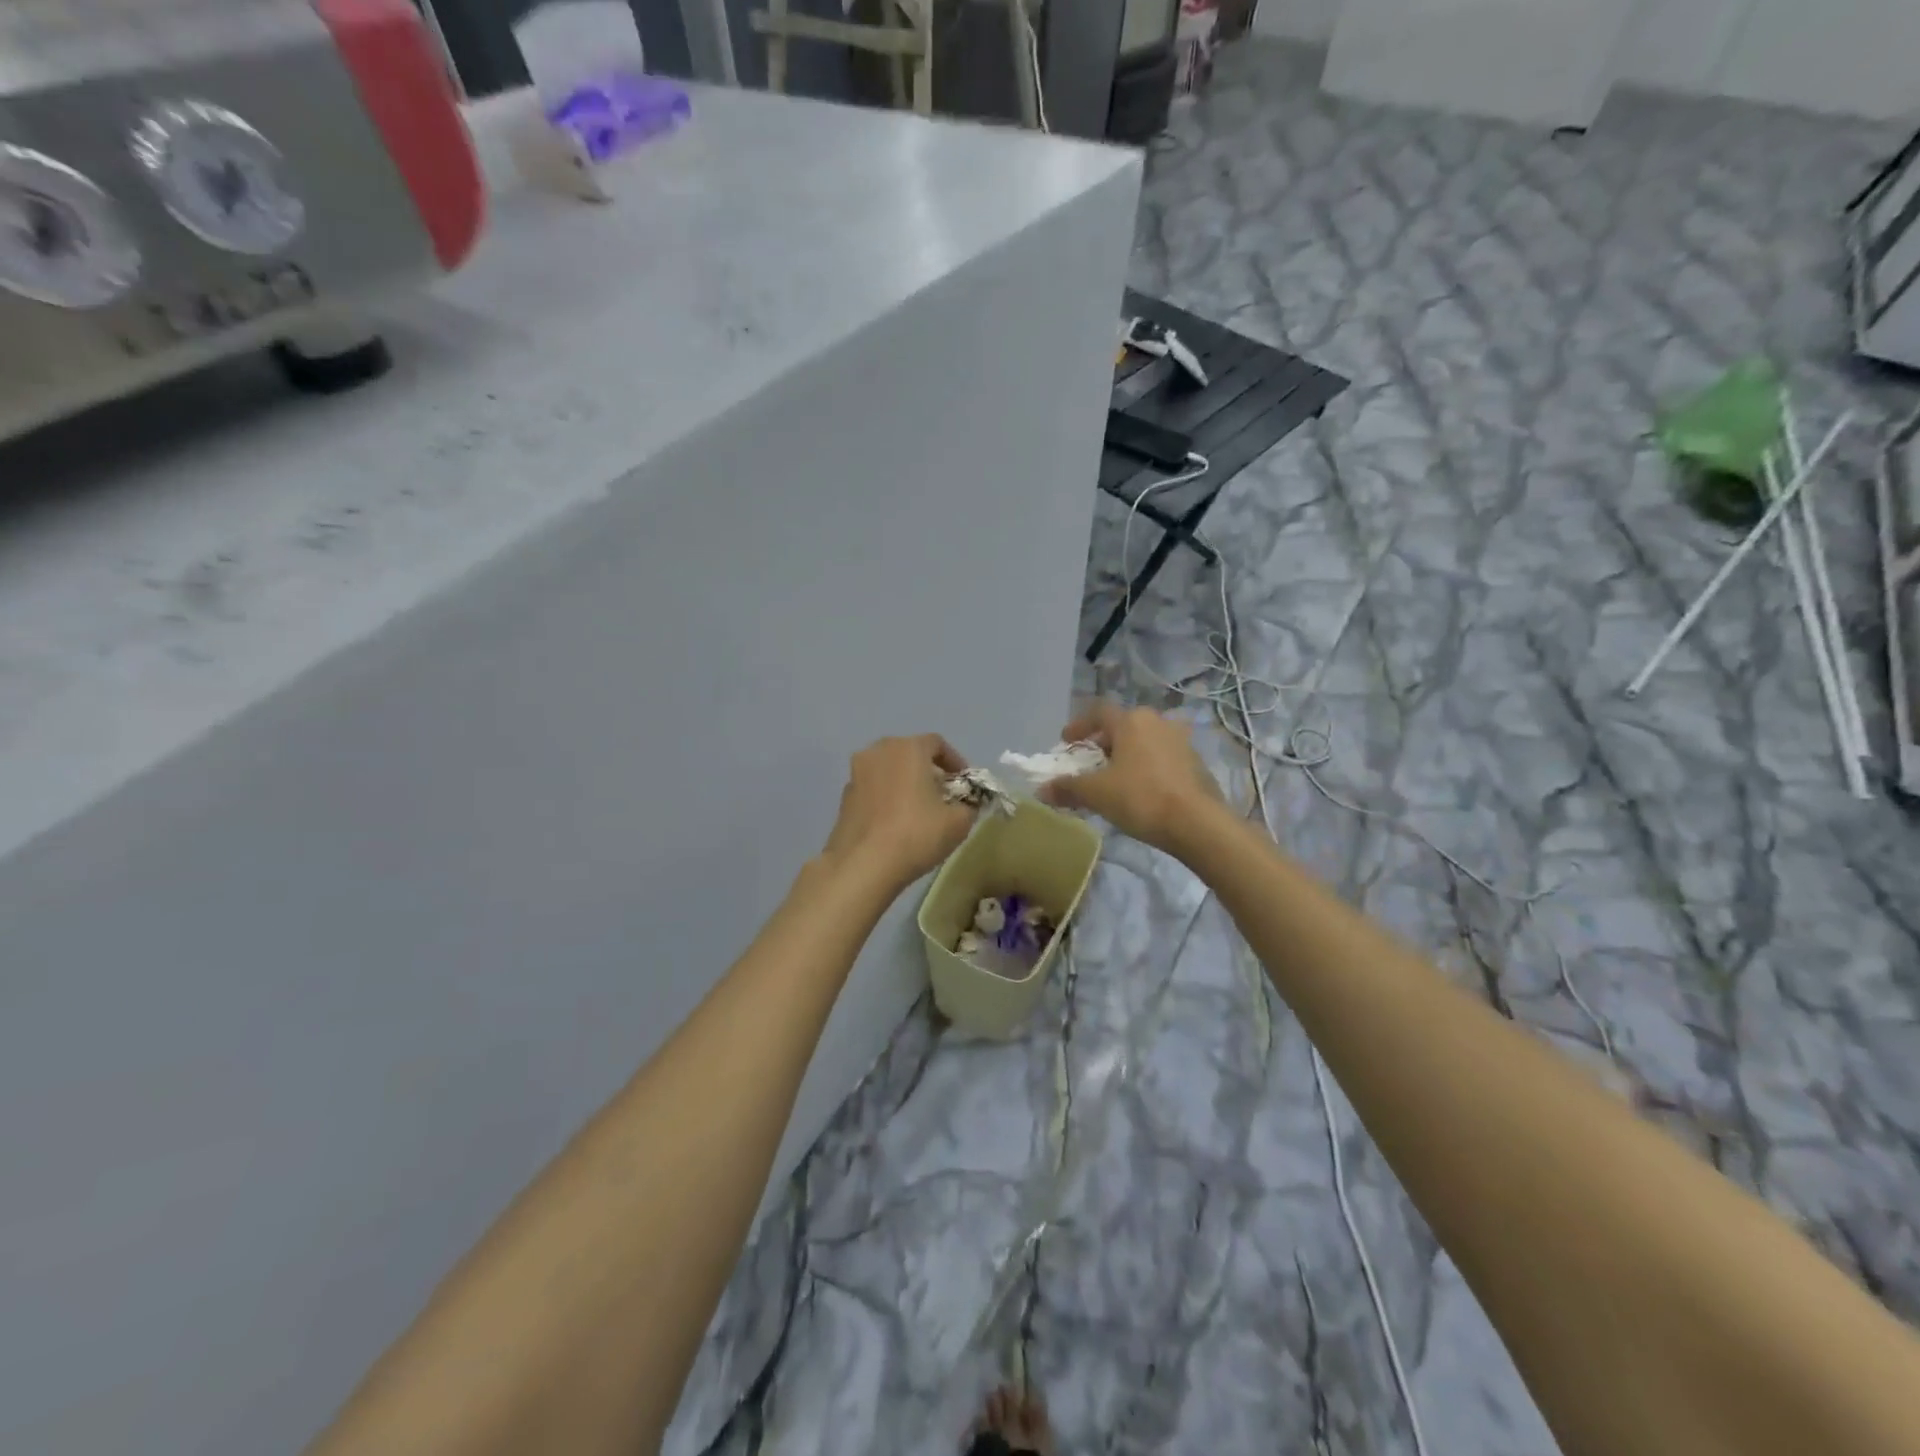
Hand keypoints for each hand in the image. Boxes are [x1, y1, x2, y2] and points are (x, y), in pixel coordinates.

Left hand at [821, 735, 977, 890]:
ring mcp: (856, 773)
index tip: (964, 783)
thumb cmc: (916, 834)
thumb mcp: (959, 822)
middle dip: (929, 770)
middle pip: (910, 753)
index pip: (937, 743)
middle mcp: (879, 751)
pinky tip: (895, 822)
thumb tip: (965, 805)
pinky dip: (887, 797)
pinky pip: (873, 788)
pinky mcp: (844, 797)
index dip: (955, 761)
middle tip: (943, 795)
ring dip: (905, 783)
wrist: (863, 865)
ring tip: (919, 809)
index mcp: (908, 748)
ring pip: (889, 770)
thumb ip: (968, 805)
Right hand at [1039, 701, 1227, 858]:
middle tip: (1089, 763)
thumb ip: (1067, 788)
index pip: (1098, 712)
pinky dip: (1146, 768)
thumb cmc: (1141, 797)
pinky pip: (1162, 758)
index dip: (1079, 726)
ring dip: (1126, 756)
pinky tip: (1141, 790)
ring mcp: (1181, 741)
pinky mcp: (1196, 763)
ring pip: (1144, 742)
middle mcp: (1157, 722)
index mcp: (1132, 720)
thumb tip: (1042, 790)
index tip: (1066, 742)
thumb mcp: (1096, 793)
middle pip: (1122, 726)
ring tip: (1115, 778)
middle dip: (1103, 743)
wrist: (1198, 823)